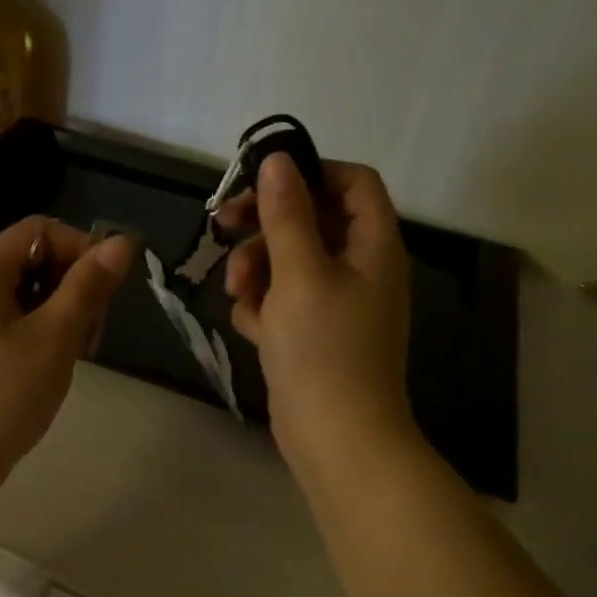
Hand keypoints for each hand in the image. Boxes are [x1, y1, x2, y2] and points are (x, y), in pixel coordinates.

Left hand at [0, 217, 134, 487]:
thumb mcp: (54, 338)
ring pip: (16, 295)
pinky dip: (30, 332)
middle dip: (68, 284)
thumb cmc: (2, 397)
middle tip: (91, 329)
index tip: (106, 289)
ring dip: (53, 312)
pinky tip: (43, 368)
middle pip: (25, 261)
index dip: (80, 248)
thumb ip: (88, 286)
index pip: (37, 230)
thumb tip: (122, 241)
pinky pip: (0, 322)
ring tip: (71, 353)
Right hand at [220, 152, 413, 469]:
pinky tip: (251, 327)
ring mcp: (336, 304)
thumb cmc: (323, 348)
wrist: (336, 437)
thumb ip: (286, 215)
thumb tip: (278, 160)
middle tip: (223, 227)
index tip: (261, 183)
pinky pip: (283, 301)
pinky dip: (263, 306)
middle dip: (266, 226)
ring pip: (289, 262)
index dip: (310, 174)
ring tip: (238, 294)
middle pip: (312, 221)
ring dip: (257, 269)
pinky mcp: (313, 334)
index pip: (352, 183)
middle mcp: (359, 268)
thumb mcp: (299, 273)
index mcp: (373, 246)